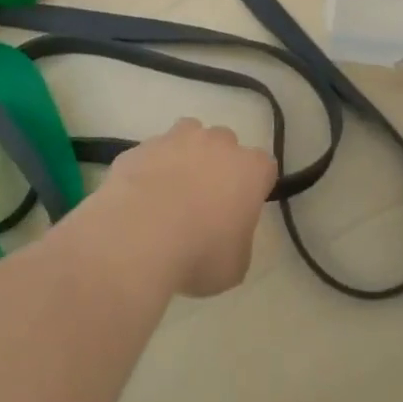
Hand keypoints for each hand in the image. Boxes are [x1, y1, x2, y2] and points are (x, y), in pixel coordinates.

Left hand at [87, 118, 277, 298]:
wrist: (138, 236)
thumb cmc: (198, 253)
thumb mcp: (234, 266)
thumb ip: (238, 241)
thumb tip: (226, 235)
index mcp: (249, 169)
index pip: (264, 166)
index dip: (255, 186)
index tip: (243, 208)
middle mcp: (216, 143)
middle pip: (225, 143)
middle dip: (219, 165)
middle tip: (206, 201)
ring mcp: (175, 139)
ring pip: (188, 135)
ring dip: (185, 155)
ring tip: (171, 191)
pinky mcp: (141, 147)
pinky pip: (151, 154)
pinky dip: (150, 169)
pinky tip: (140, 198)